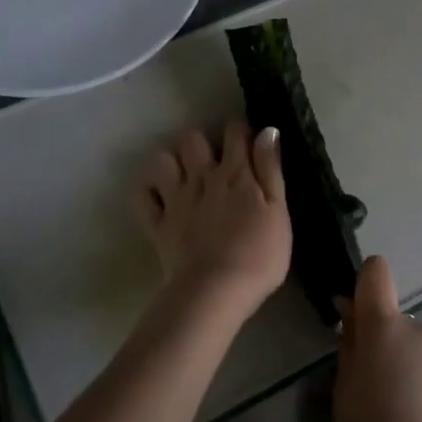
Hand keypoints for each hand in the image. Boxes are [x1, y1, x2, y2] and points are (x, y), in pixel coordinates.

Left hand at [134, 122, 289, 331]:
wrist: (216, 291)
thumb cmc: (258, 254)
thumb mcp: (278, 210)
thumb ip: (270, 169)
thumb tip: (268, 130)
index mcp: (235, 173)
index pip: (234, 132)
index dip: (240, 131)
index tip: (248, 143)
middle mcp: (202, 177)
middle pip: (192, 138)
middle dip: (201, 142)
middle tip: (213, 162)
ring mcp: (176, 200)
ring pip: (162, 160)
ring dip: (171, 163)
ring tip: (183, 177)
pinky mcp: (158, 225)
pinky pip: (143, 197)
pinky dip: (148, 192)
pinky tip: (159, 197)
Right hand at [334, 256, 421, 421]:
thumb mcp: (343, 392)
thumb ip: (349, 346)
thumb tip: (351, 313)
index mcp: (385, 327)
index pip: (376, 272)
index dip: (363, 284)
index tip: (353, 316)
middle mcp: (420, 331)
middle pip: (394, 319)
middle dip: (380, 341)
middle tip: (366, 387)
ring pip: (413, 348)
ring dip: (401, 365)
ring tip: (392, 413)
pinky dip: (421, 386)